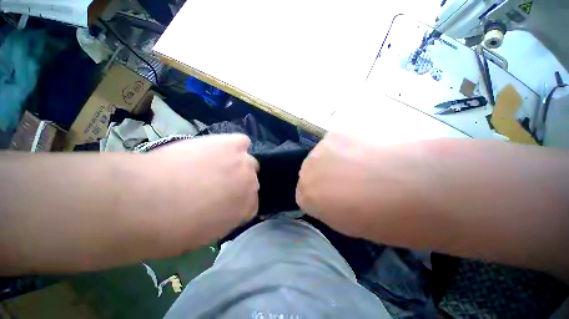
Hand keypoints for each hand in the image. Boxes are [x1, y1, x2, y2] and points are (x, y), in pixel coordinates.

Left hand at [136, 134, 258, 254]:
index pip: (251, 205)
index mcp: (246, 208)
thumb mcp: (203, 236)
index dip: (237, 203)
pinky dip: (235, 145)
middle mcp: (250, 184)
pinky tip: (220, 148)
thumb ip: (223, 220)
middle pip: (251, 181)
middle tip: (216, 183)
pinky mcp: (232, 145)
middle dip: (237, 183)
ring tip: (215, 164)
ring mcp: (243, 162)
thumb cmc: (174, 228)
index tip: (223, 203)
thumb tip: (223, 211)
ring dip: (236, 164)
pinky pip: (242, 142)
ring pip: (248, 161)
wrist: (149, 200)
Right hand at [296, 132, 417, 239]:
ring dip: (333, 159)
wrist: (403, 188)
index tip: (334, 195)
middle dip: (323, 175)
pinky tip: (363, 151)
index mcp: (305, 197)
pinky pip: (335, 142)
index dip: (320, 194)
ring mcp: (317, 151)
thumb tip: (329, 195)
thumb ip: (327, 206)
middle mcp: (305, 172)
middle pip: (308, 171)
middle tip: (347, 178)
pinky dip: (345, 146)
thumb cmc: (375, 217)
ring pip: (320, 155)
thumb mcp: (344, 222)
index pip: (303, 193)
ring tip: (359, 163)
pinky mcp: (334, 134)